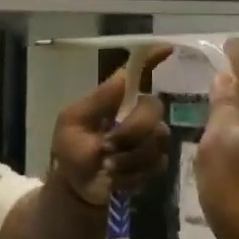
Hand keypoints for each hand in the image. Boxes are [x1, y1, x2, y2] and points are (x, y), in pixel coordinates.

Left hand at [49, 47, 172, 207]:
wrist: (76, 190)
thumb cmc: (70, 150)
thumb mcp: (72, 122)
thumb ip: (97, 101)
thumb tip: (123, 77)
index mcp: (117, 98)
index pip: (140, 72)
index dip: (154, 58)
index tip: (167, 49)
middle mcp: (138, 112)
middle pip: (153, 108)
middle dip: (130, 131)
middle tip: (106, 147)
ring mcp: (151, 138)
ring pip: (157, 139)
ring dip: (127, 158)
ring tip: (107, 167)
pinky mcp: (157, 163)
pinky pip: (157, 164)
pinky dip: (133, 174)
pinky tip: (117, 179)